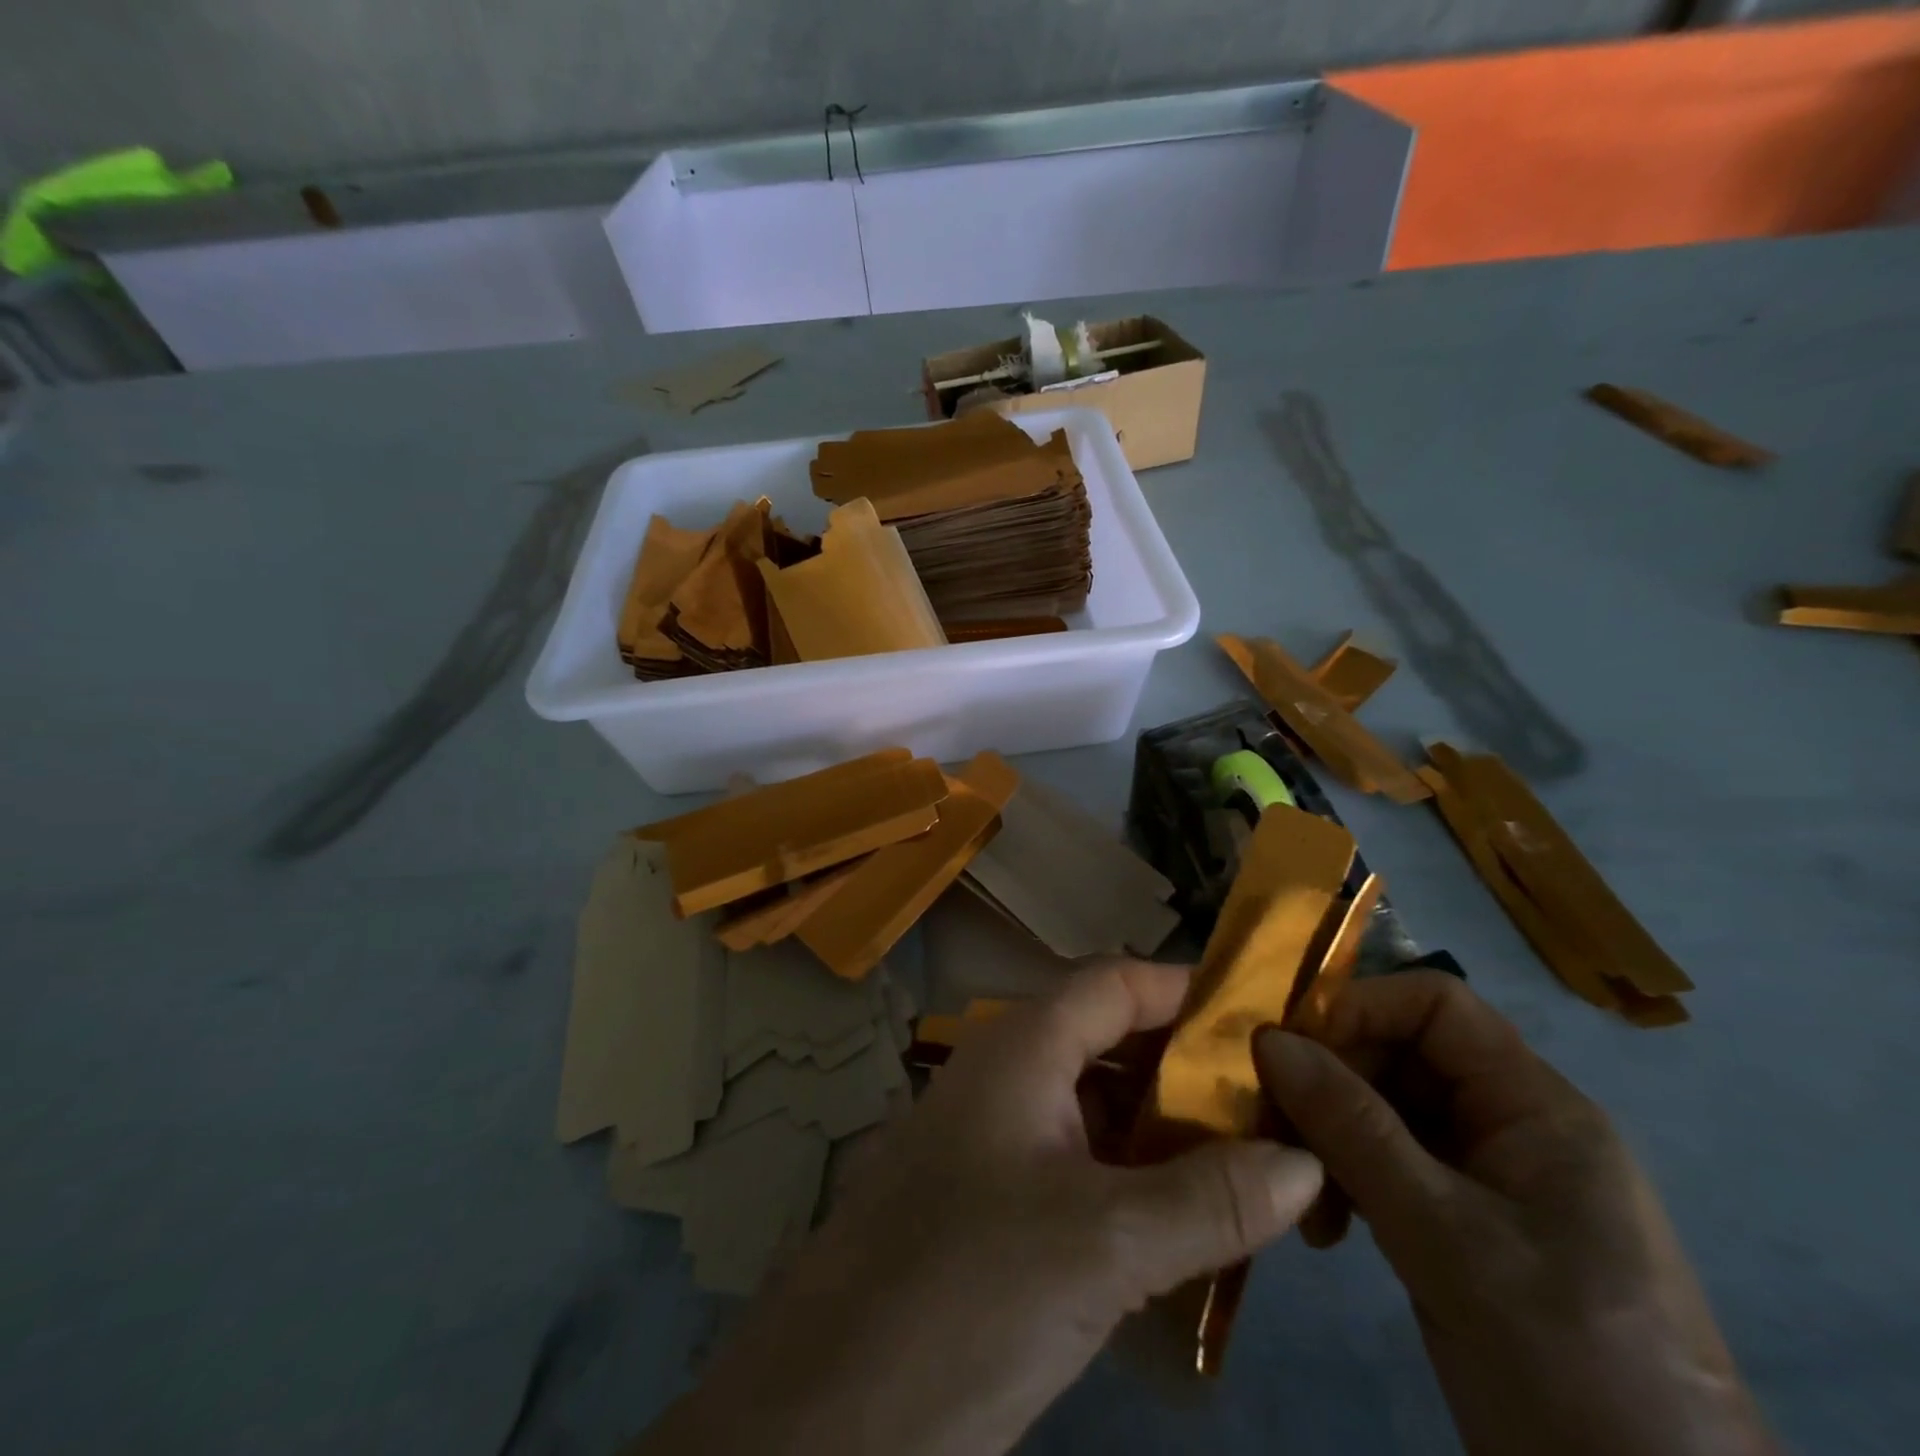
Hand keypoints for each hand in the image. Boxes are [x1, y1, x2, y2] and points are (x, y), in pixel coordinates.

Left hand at [637, 961, 1323, 1455]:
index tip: (1266, 1021)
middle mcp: (1006, 1075)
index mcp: (1023, 1048)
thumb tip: (1305, 1160)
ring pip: (1095, 1107)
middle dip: (1189, 1068)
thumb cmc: (970, 1287)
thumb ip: (1207, 1200)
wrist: (832, 1403)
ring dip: (1165, 1131)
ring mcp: (994, 1136)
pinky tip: (1185, 1225)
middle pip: (1109, 1040)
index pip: (1115, 983)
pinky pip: (1077, 1163)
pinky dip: (1132, 1179)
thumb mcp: (1103, 1245)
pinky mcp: (991, 1198)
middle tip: (1275, 1106)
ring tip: (1251, 1166)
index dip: (1187, 990)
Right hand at [1255, 973, 1778, 1455]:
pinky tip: (1327, 1230)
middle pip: (1401, 1055)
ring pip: (1386, 1112)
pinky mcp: (1465, 1226)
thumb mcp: (1444, 1236)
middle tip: (1274, 1128)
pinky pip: (1391, 1167)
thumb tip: (1267, 1039)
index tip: (1287, 1048)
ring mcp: (1487, 1179)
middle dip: (1331, 1082)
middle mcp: (1511, 1126)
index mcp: (1535, 1106)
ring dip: (1331, 1139)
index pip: (1435, 1004)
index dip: (1359, 1008)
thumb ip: (1352, 1128)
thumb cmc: (1565, 1360)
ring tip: (1303, 1199)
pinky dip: (1348, 1182)